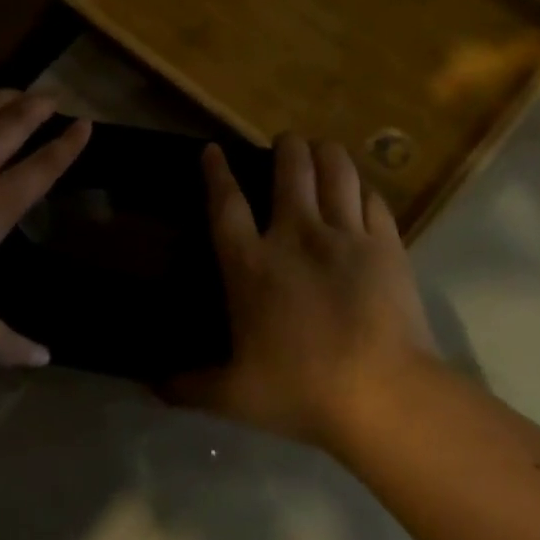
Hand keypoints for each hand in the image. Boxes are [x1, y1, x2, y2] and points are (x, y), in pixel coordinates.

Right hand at [177, 134, 436, 449]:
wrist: (383, 394)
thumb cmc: (300, 390)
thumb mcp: (234, 396)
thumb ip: (190, 387)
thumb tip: (152, 386)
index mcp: (251, 264)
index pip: (226, 203)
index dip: (217, 172)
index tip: (212, 150)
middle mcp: (296, 236)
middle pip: (290, 169)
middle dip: (285, 147)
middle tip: (284, 144)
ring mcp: (345, 235)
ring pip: (336, 170)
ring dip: (325, 153)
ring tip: (321, 150)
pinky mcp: (386, 245)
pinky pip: (372, 199)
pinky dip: (362, 188)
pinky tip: (360, 190)